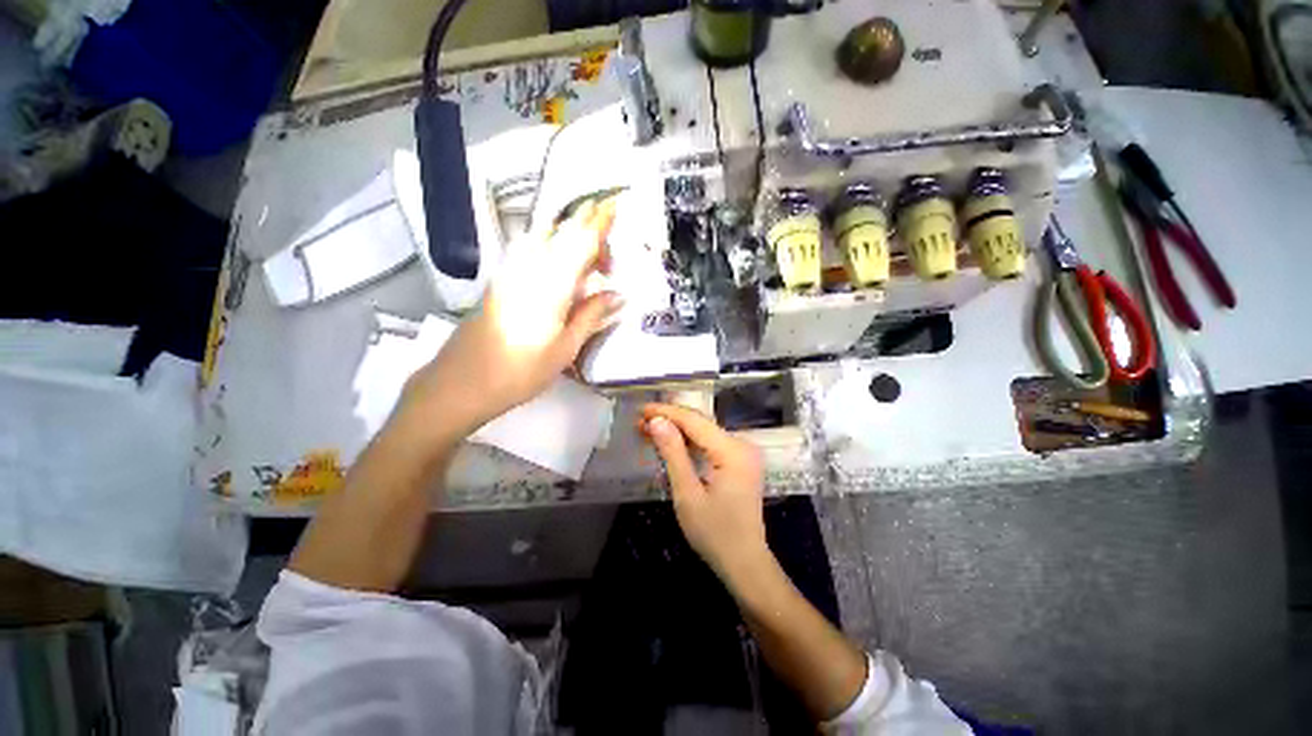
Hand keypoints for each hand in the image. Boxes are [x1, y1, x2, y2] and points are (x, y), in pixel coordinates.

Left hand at [400, 200, 622, 436]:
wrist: (461, 383)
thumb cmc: (520, 372)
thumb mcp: (565, 348)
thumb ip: (591, 315)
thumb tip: (616, 294)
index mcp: (551, 284)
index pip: (580, 241)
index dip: (599, 221)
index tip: (616, 203)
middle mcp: (529, 268)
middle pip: (562, 233)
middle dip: (588, 233)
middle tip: (608, 263)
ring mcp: (510, 272)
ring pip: (545, 240)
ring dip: (570, 243)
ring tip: (589, 268)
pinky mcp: (501, 281)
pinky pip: (532, 252)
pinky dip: (552, 251)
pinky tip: (562, 274)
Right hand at [640, 403, 768, 582]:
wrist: (745, 563)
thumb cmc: (714, 533)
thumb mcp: (687, 494)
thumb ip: (673, 453)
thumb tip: (657, 421)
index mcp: (732, 451)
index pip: (695, 421)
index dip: (667, 412)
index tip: (642, 410)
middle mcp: (742, 445)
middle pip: (701, 423)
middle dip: (670, 420)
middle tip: (641, 422)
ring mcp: (743, 452)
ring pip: (705, 432)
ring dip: (678, 430)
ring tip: (650, 429)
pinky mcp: (740, 461)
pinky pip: (712, 444)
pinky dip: (690, 442)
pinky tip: (671, 443)